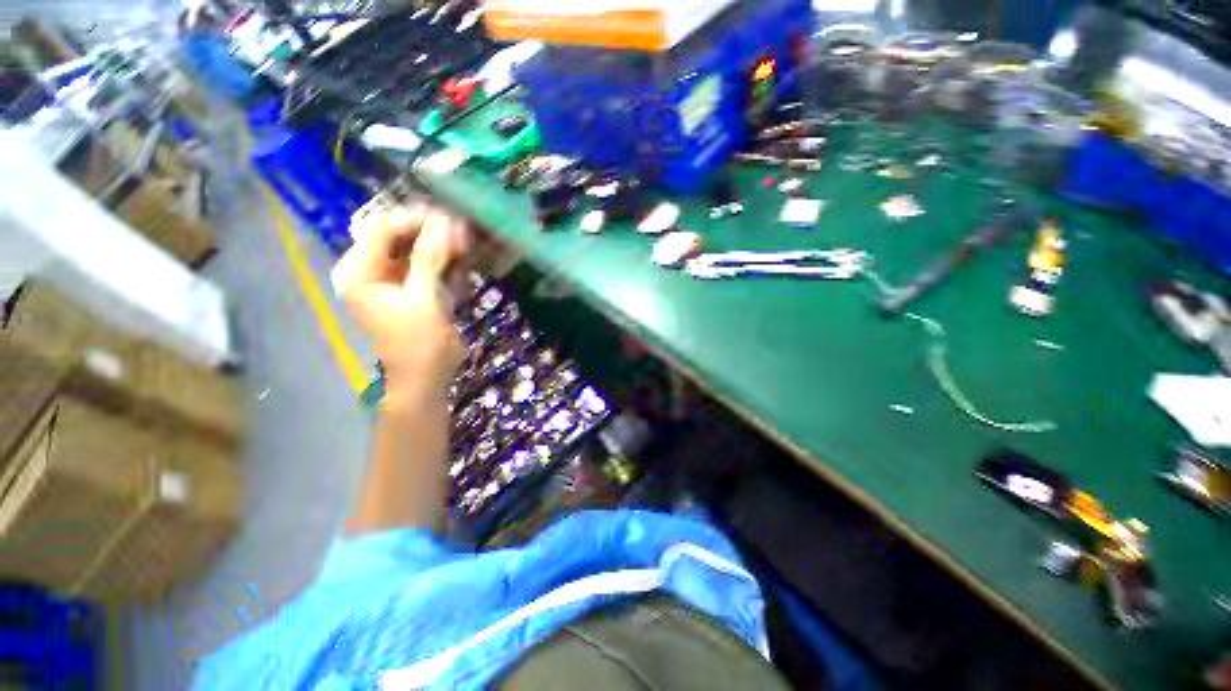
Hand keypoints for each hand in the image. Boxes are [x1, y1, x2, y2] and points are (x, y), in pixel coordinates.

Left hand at [332, 203, 469, 393]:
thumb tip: (446, 222)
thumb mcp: (424, 299)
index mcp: (360, 272)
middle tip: (464, 235)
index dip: (416, 220)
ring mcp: (391, 280)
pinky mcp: (410, 289)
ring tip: (467, 249)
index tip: (451, 221)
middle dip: (431, 233)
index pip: (382, 228)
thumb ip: (430, 258)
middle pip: (398, 236)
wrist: (425, 378)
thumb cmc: (419, 343)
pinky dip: (444, 263)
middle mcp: (371, 270)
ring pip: (415, 249)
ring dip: (441, 247)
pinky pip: (426, 265)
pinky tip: (461, 268)